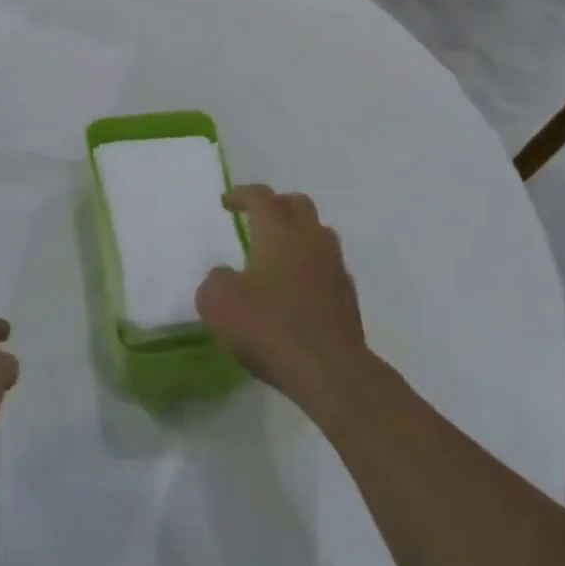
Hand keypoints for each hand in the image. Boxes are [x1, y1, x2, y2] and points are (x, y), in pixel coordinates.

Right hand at [197, 184, 367, 406]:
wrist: (330, 371)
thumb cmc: (269, 327)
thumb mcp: (217, 302)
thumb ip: (216, 280)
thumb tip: (227, 276)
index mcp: (278, 231)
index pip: (261, 197)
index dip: (242, 194)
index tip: (228, 202)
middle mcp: (311, 239)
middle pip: (298, 205)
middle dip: (276, 206)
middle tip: (256, 220)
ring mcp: (335, 267)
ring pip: (318, 234)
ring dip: (298, 235)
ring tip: (277, 255)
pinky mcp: (348, 297)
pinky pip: (327, 267)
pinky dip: (310, 268)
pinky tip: (295, 290)